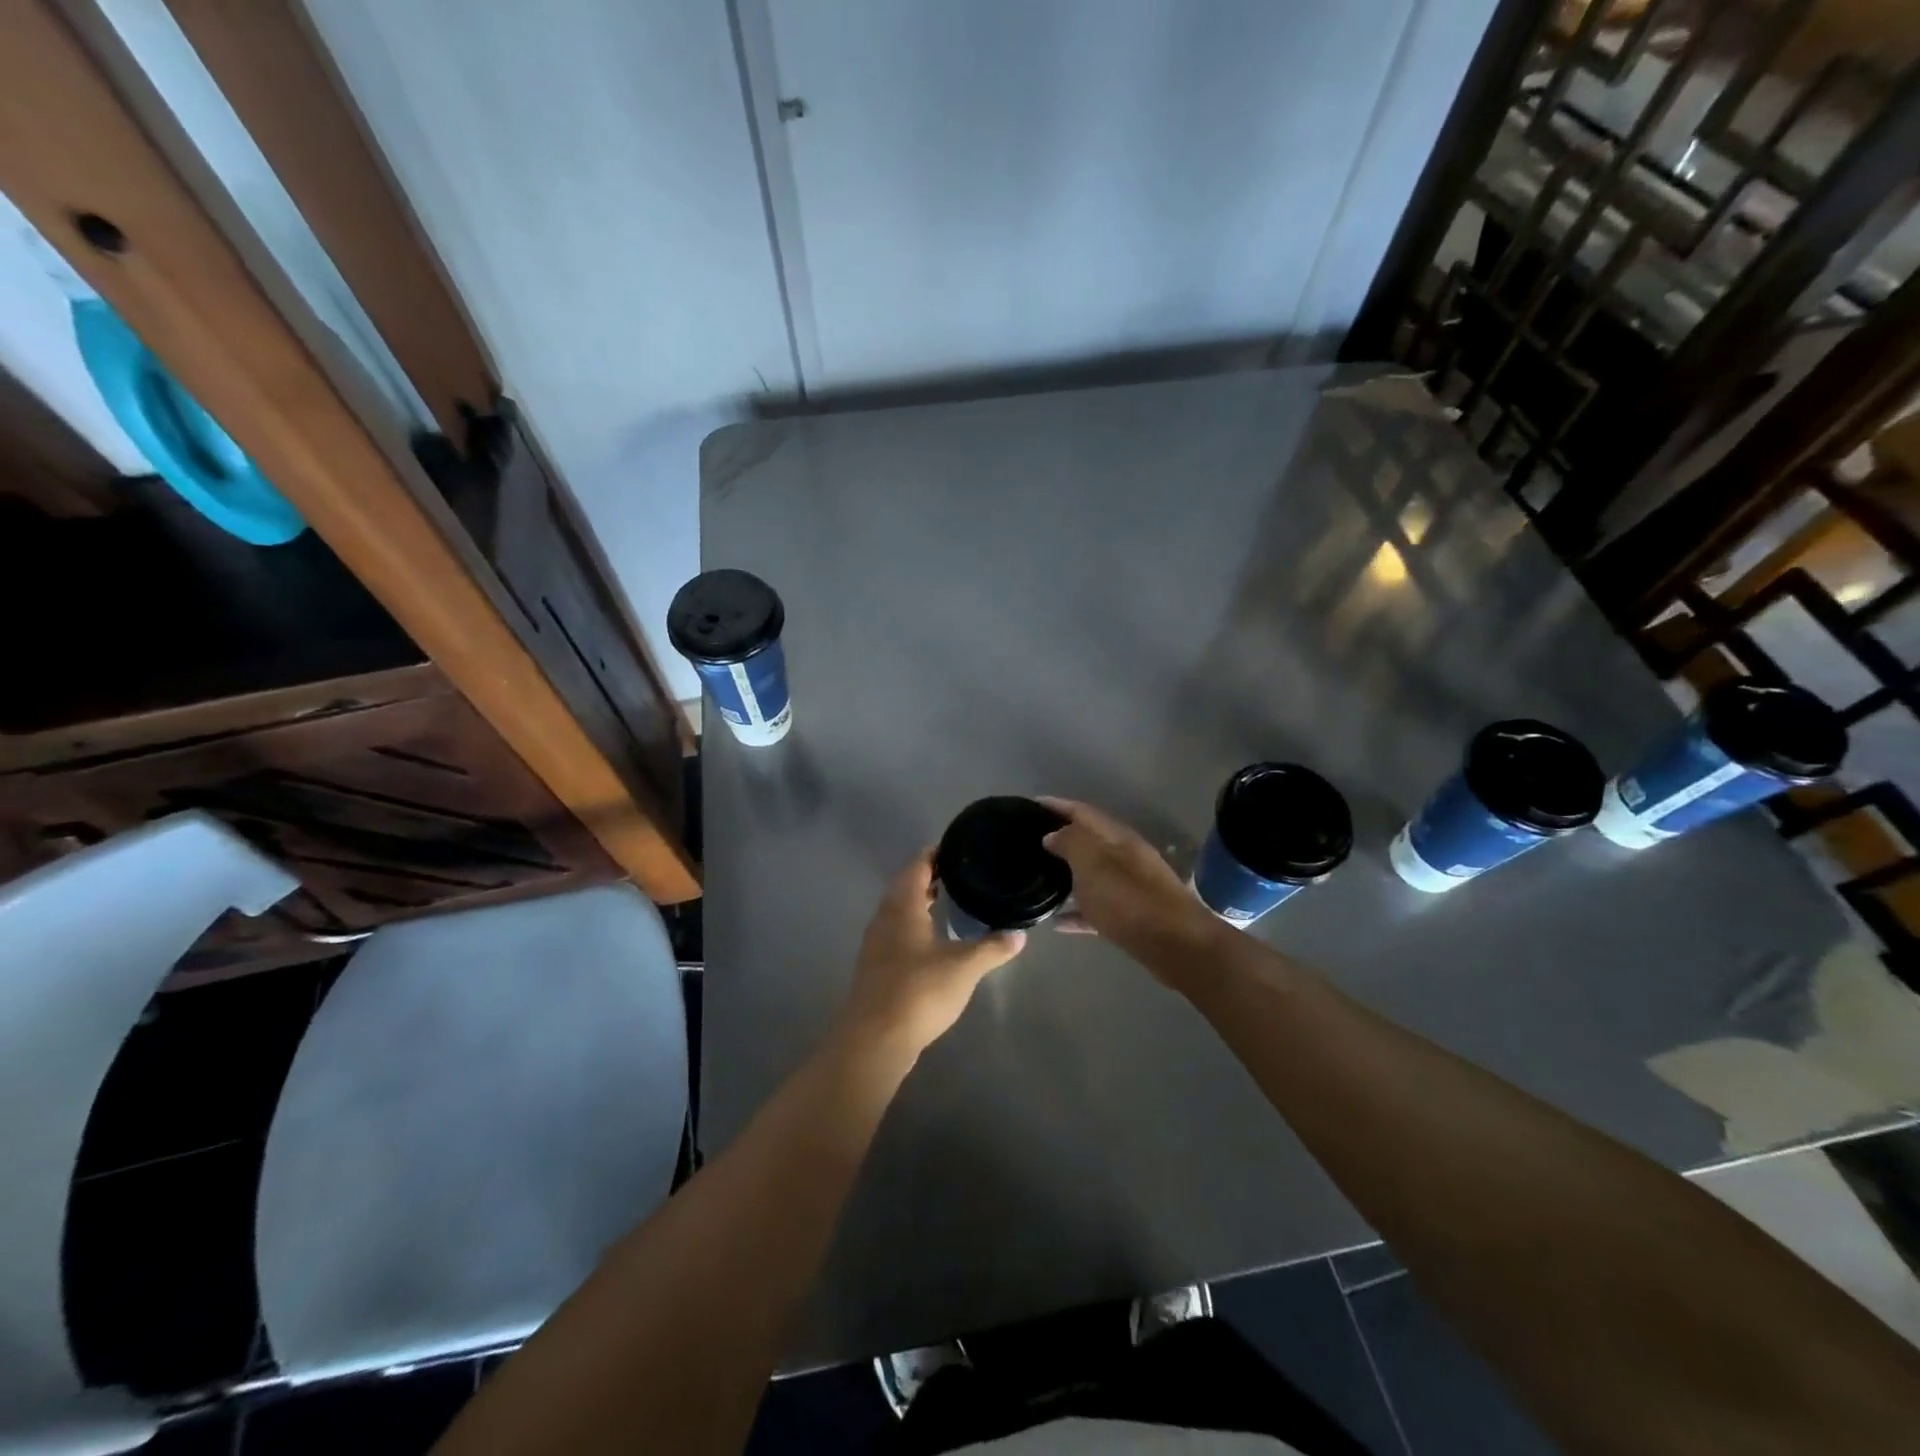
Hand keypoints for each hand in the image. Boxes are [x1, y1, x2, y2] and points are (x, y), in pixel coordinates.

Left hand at [838, 850, 1025, 1055]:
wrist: (875, 1039)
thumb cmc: (919, 991)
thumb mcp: (964, 967)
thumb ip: (993, 948)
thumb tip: (1020, 934)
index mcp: (903, 907)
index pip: (917, 866)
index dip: (935, 854)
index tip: (957, 848)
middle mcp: (884, 918)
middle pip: (905, 887)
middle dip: (929, 877)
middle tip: (959, 873)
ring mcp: (876, 944)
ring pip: (899, 911)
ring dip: (920, 903)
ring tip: (949, 901)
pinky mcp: (876, 968)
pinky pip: (896, 933)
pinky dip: (914, 926)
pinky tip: (932, 940)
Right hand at [1040, 797, 1218, 971]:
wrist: (1176, 945)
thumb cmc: (1128, 899)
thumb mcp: (1092, 863)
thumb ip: (1070, 842)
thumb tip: (1053, 834)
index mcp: (1117, 837)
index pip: (1082, 812)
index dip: (1056, 805)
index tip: (1030, 805)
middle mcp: (1126, 856)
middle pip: (1089, 841)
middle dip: (1061, 838)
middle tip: (1030, 842)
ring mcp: (1131, 887)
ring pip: (1093, 874)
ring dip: (1068, 874)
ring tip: (1039, 878)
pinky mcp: (1133, 917)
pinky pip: (1098, 908)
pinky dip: (1078, 911)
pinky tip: (1057, 923)